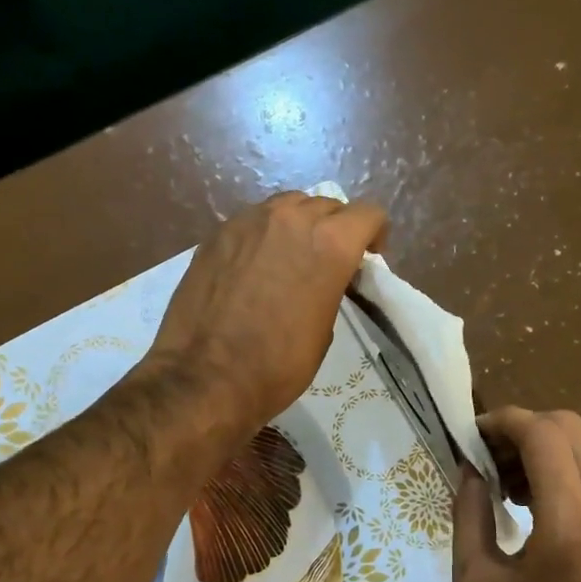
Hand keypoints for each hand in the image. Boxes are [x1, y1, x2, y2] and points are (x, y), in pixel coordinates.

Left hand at [150, 191, 387, 431]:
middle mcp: (291, 220)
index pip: (368, 214)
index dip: (375, 234)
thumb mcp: (323, 329)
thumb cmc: (277, 366)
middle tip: (329, 261)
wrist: (205, 377)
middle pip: (327, 204)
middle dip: (336, 228)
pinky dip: (264, 235)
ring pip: (287, 205)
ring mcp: (248, 221)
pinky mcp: (217, 234)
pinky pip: (252, 221)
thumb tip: (321, 278)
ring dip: (299, 225)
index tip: (368, 257)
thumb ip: (330, 287)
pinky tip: (254, 266)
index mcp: (329, 244)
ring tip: (291, 257)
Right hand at [452, 408, 580, 581]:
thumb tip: (470, 470)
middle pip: (567, 426)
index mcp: (570, 522)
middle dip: (521, 429)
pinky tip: (538, 502)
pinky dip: (561, 467)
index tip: (475, 434)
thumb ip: (467, 517)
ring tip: (509, 485)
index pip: (543, 434)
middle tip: (490, 460)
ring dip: (541, 448)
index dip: (504, 421)